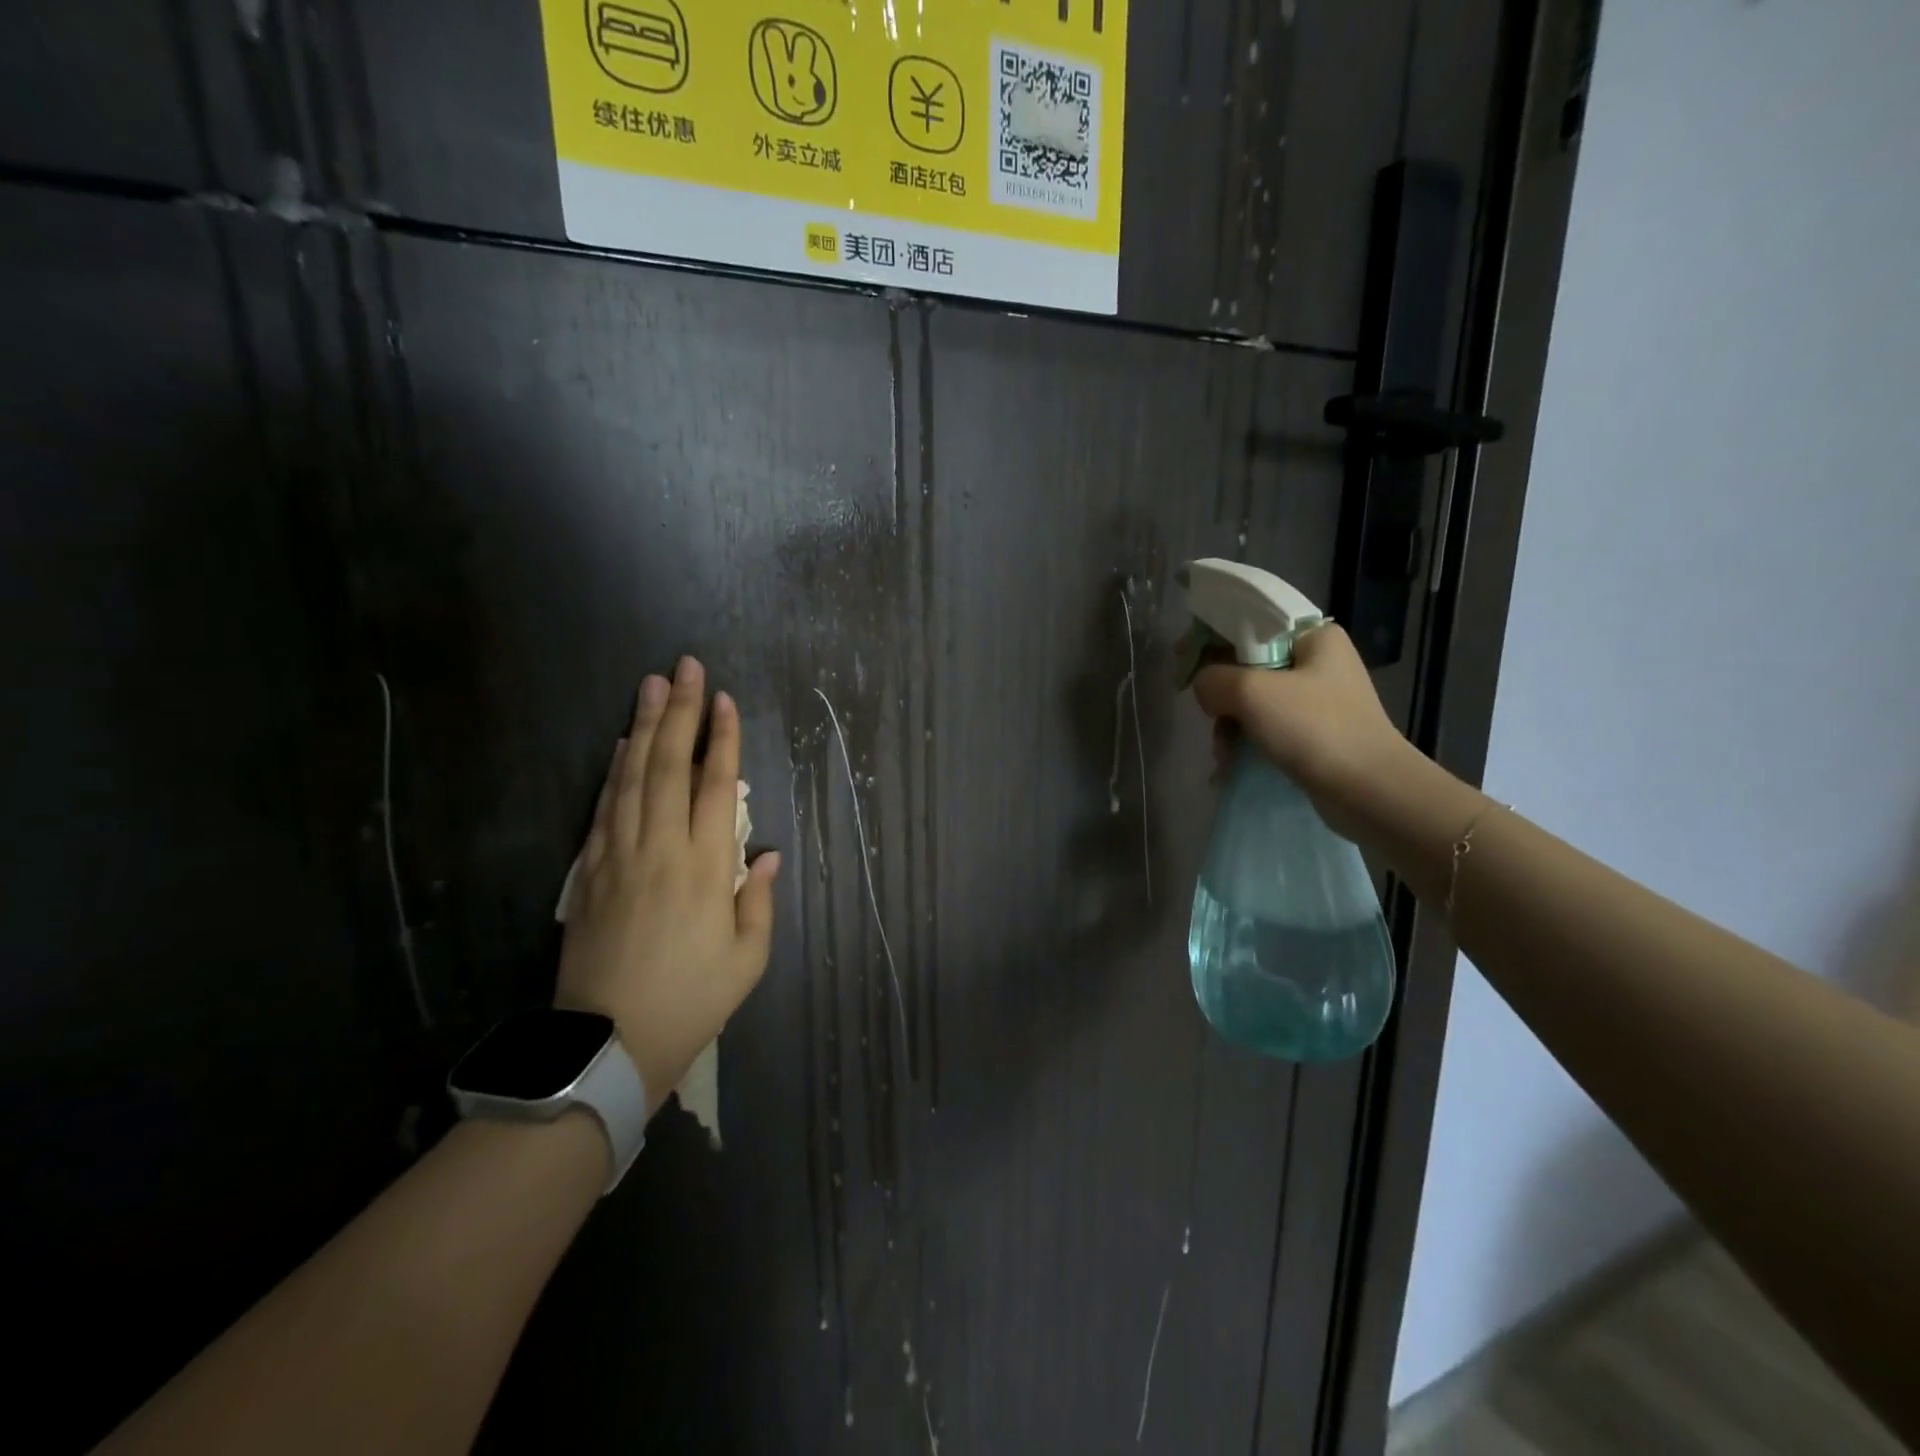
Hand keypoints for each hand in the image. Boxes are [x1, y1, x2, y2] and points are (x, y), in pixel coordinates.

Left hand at [555, 657, 779, 1113]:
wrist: (609, 1044)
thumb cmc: (693, 1000)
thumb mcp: (747, 958)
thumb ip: (758, 898)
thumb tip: (765, 851)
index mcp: (705, 870)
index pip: (715, 787)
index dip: (722, 739)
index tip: (723, 700)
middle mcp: (661, 850)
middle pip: (670, 767)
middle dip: (680, 713)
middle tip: (685, 668)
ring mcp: (618, 858)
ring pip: (632, 778)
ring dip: (644, 728)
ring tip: (651, 686)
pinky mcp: (587, 873)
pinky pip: (603, 809)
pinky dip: (615, 771)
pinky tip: (622, 746)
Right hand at [1192, 624, 1417, 842]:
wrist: (1369, 790)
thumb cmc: (1314, 728)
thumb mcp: (1252, 692)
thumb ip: (1213, 678)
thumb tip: (1204, 688)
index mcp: (1312, 635)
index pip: (1248, 622)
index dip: (1209, 638)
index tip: (1182, 663)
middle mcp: (1317, 660)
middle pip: (1246, 664)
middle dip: (1220, 694)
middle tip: (1207, 717)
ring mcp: (1317, 698)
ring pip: (1252, 699)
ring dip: (1229, 725)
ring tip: (1223, 754)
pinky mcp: (1314, 731)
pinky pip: (1265, 726)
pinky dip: (1245, 741)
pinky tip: (1230, 764)